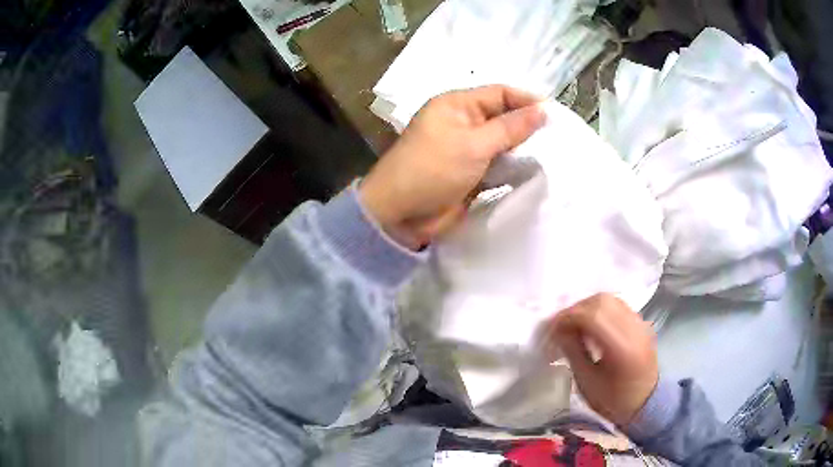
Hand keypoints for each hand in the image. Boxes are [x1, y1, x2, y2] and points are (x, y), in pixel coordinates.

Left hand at [360, 85, 544, 249]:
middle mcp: (463, 122)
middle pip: (503, 116)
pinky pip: (497, 164)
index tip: (556, 114)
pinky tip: (535, 171)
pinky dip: (513, 167)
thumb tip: (544, 110)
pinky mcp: (470, 173)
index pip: (500, 93)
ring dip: (523, 148)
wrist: (400, 214)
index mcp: (457, 104)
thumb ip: (511, 128)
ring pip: (502, 142)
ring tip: (554, 154)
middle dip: (528, 125)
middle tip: (559, 137)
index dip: (527, 100)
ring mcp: (467, 148)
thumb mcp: (474, 144)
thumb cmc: (433, 169)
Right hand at [546, 294, 658, 425]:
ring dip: (588, 307)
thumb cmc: (613, 400)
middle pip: (601, 301)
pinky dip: (601, 310)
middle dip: (576, 309)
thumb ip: (573, 352)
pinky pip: (618, 306)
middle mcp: (634, 328)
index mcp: (621, 347)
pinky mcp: (641, 323)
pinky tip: (592, 326)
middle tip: (561, 326)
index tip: (551, 329)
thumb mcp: (587, 382)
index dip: (568, 317)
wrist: (646, 403)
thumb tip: (559, 331)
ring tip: (575, 325)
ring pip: (610, 299)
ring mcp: (640, 323)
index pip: (592, 315)